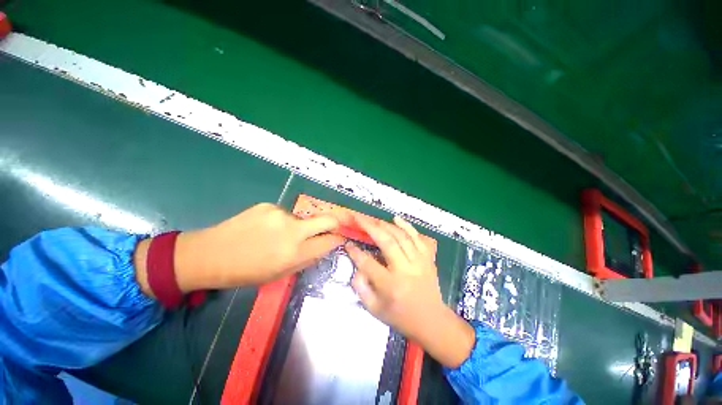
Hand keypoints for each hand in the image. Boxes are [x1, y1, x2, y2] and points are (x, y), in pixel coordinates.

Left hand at [135, 203, 344, 293]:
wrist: (209, 254)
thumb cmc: (246, 272)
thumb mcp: (280, 274)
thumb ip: (306, 259)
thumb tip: (324, 246)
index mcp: (295, 253)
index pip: (330, 241)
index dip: (338, 240)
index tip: (340, 239)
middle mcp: (292, 230)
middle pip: (328, 219)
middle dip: (336, 223)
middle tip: (332, 229)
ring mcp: (280, 214)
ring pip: (303, 218)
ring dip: (299, 227)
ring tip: (278, 236)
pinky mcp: (268, 205)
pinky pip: (285, 214)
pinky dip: (282, 222)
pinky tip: (265, 229)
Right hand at [346, 215, 474, 368]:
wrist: (432, 321)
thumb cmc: (400, 317)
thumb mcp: (374, 309)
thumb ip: (361, 288)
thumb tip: (356, 266)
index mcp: (390, 285)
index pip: (368, 263)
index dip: (355, 252)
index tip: (348, 243)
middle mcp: (405, 270)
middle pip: (386, 242)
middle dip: (369, 227)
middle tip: (358, 218)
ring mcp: (419, 262)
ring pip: (401, 236)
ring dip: (385, 225)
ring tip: (372, 219)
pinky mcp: (428, 258)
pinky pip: (417, 237)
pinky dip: (406, 226)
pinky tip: (396, 218)